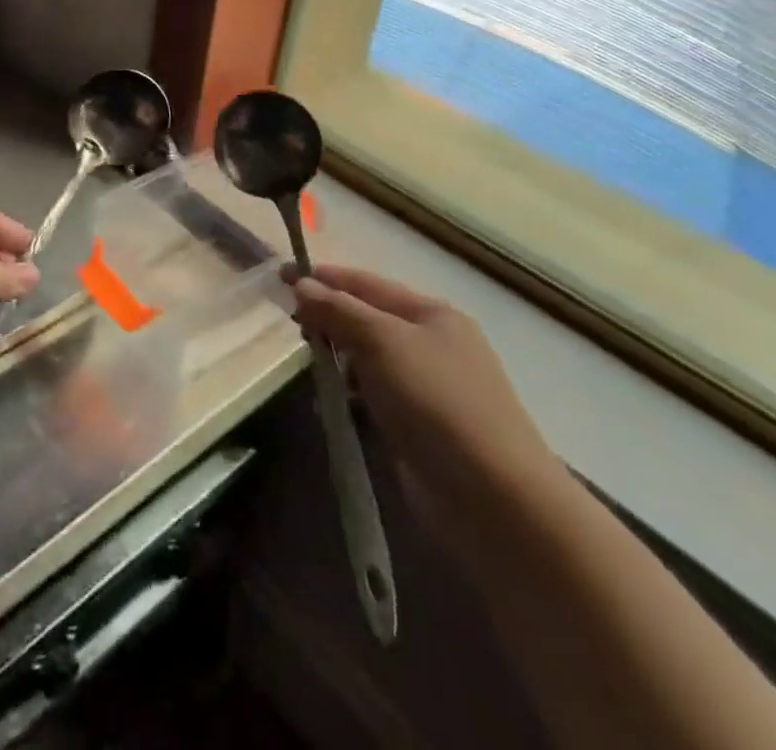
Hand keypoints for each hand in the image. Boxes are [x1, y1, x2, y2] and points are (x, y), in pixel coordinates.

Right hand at [292, 265, 562, 531]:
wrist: (495, 500)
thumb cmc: (437, 402)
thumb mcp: (383, 342)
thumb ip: (339, 311)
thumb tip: (301, 284)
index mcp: (431, 314)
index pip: (366, 283)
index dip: (323, 277)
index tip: (280, 275)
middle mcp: (431, 345)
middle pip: (366, 320)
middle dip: (329, 319)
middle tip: (292, 326)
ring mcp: (427, 389)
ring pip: (368, 361)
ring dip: (338, 361)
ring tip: (311, 369)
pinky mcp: (419, 429)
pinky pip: (373, 399)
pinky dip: (350, 397)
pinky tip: (332, 407)